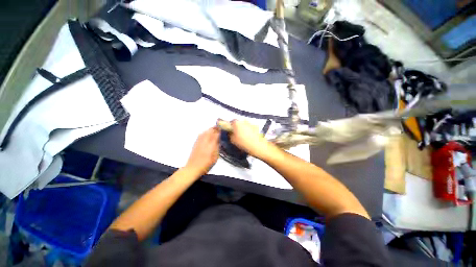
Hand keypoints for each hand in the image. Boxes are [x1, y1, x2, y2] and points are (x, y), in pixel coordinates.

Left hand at [185, 127, 219, 175]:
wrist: (193, 167)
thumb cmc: (206, 163)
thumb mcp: (215, 156)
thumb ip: (217, 146)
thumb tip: (219, 139)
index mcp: (211, 143)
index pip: (217, 133)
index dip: (220, 129)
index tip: (224, 128)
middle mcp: (205, 140)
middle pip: (211, 130)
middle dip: (216, 128)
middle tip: (220, 128)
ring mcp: (199, 140)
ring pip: (206, 131)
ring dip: (211, 129)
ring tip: (215, 130)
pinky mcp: (196, 142)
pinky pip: (202, 134)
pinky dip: (206, 132)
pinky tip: (207, 133)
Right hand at [229, 120, 270, 158]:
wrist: (257, 145)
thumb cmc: (244, 143)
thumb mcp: (233, 140)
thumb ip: (230, 134)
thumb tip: (230, 133)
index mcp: (237, 123)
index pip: (231, 122)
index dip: (231, 127)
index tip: (231, 131)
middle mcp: (244, 121)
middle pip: (238, 123)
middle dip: (237, 127)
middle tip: (237, 134)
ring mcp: (250, 123)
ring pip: (245, 125)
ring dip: (244, 128)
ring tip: (244, 136)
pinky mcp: (256, 126)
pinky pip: (250, 127)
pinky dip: (249, 130)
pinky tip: (250, 137)